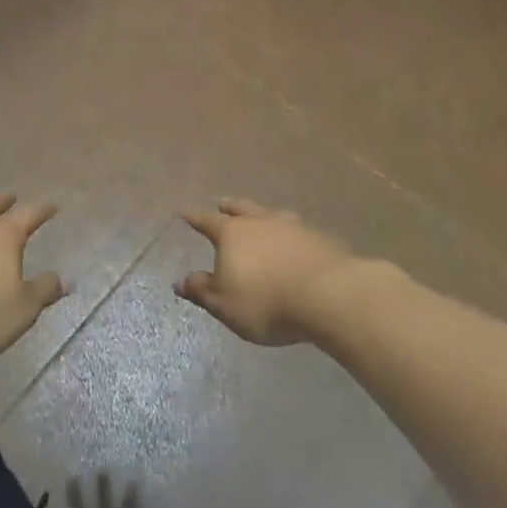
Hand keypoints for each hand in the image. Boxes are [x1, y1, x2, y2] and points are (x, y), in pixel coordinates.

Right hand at [175, 198, 365, 345]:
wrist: (327, 296)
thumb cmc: (265, 301)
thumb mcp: (225, 304)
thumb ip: (202, 291)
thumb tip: (179, 281)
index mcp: (232, 234)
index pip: (206, 221)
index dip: (194, 217)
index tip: (183, 211)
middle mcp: (260, 223)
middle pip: (241, 208)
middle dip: (229, 206)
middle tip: (221, 202)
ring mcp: (292, 227)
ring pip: (271, 214)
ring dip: (262, 214)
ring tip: (261, 215)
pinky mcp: (318, 239)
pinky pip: (297, 229)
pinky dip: (289, 232)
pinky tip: (294, 238)